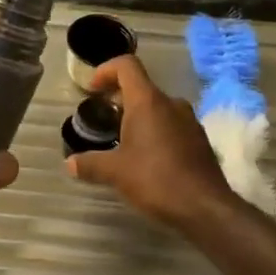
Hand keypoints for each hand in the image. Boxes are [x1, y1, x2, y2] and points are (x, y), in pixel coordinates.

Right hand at [66, 54, 237, 229]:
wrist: (205, 208)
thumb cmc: (156, 180)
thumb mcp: (115, 172)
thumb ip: (90, 164)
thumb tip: (70, 163)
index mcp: (148, 101)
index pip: (127, 66)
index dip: (106, 70)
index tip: (92, 89)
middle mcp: (171, 103)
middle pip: (141, 87)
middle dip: (118, 99)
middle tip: (101, 119)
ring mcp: (189, 121)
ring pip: (157, 108)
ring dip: (137, 118)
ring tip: (121, 141)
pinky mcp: (199, 140)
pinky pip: (171, 125)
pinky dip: (154, 132)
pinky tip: (146, 159)